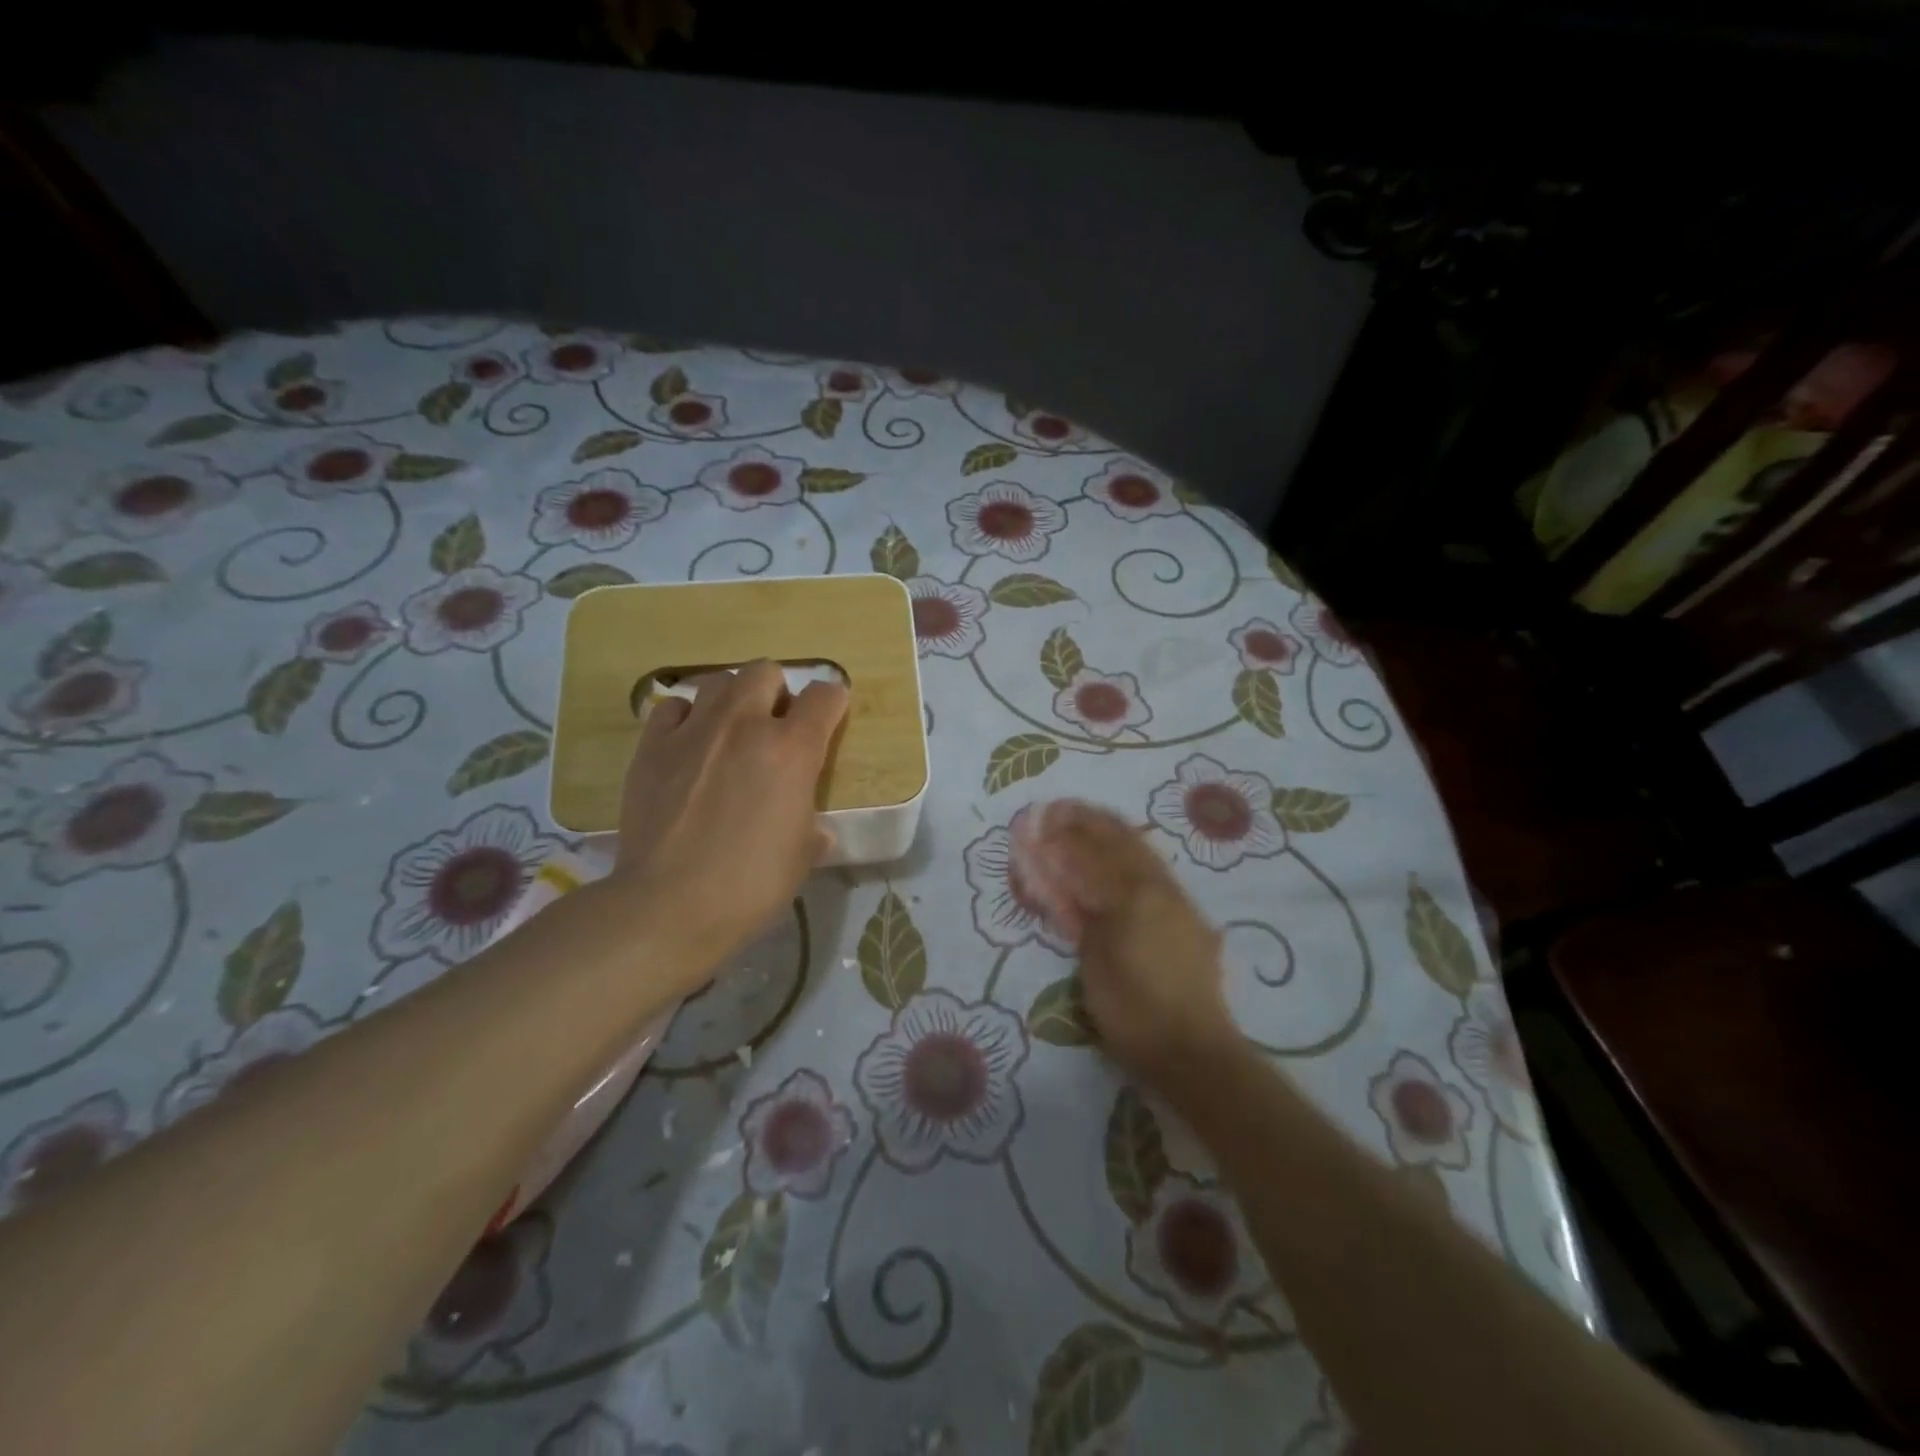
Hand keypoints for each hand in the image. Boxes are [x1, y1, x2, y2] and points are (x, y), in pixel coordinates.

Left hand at [613, 660, 847, 978]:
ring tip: (728, 732)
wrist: (669, 904)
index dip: (832, 703)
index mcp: (793, 750)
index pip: (826, 697)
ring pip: (719, 681)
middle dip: (777, 691)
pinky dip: (686, 718)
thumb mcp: (802, 856)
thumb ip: (811, 827)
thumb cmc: (751, 884)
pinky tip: (687, 746)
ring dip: (732, 699)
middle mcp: (745, 725)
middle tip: (773, 727)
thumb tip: (812, 828)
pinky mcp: (652, 745)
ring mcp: (694, 730)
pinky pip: (673, 707)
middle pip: (766, 671)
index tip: (829, 718)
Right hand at [1020, 800, 1237, 1085]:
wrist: (1193, 1050)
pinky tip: (1125, 848)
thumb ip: (1077, 910)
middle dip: (1087, 820)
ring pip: (1141, 849)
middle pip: (1118, 841)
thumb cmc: (1133, 1011)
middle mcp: (1156, 887)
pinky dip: (1134, 850)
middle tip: (1060, 807)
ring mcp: (1176, 899)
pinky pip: (1155, 868)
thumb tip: (1059, 875)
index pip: (1088, 855)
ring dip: (1112, 828)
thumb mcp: (1094, 961)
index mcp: (1130, 897)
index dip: (1060, 836)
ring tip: (1090, 816)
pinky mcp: (1187, 914)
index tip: (1038, 819)